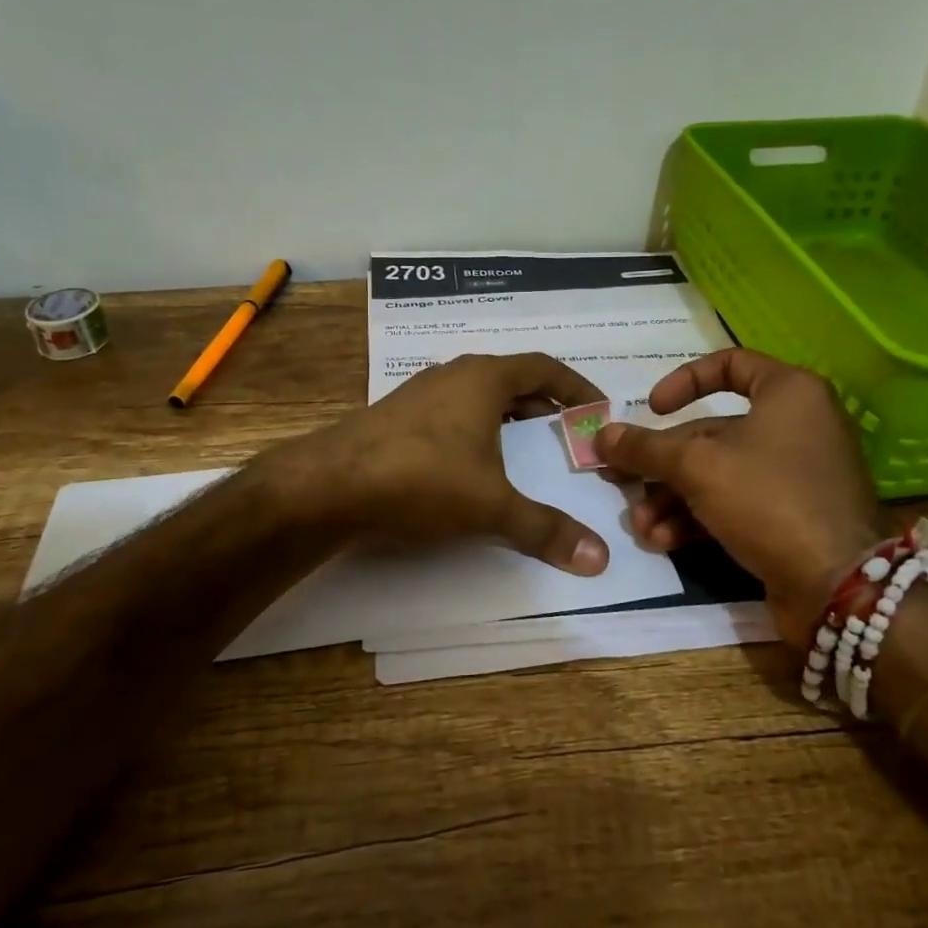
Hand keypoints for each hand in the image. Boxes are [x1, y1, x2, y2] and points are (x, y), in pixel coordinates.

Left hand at [276, 352, 611, 575]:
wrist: (328, 486)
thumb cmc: (421, 479)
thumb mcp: (491, 506)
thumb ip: (545, 530)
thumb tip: (599, 560)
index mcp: (483, 379)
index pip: (543, 367)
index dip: (575, 386)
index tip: (598, 409)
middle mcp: (452, 375)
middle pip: (510, 379)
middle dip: (543, 403)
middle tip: (566, 432)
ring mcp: (419, 394)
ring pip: (476, 396)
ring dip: (506, 416)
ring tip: (525, 448)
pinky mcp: (394, 417)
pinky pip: (450, 413)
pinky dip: (474, 430)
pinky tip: (471, 463)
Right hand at [592, 349, 880, 646]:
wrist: (839, 585)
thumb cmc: (768, 499)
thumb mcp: (696, 466)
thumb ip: (645, 448)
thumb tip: (600, 436)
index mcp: (789, 393)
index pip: (729, 364)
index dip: (683, 381)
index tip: (652, 409)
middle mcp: (796, 426)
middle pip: (711, 432)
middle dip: (661, 463)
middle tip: (620, 479)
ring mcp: (795, 474)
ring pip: (717, 473)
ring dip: (672, 498)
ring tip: (641, 526)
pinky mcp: (790, 516)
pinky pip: (734, 503)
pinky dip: (697, 518)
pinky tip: (663, 541)